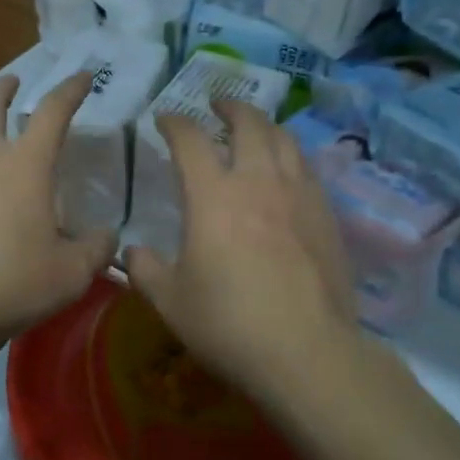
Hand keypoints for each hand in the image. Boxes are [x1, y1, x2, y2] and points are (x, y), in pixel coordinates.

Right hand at [126, 100, 359, 401]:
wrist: (307, 352)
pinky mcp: (327, 215)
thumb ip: (145, 270)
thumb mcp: (171, 302)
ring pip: (285, 139)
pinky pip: (308, 169)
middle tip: (217, 106)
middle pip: (248, 123)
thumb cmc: (229, 325)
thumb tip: (132, 251)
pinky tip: (287, 171)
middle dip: (229, 107)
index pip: (190, 140)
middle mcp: (258, 181)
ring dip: (264, 125)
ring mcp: (299, 195)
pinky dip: (290, 156)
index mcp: (213, 196)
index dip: (174, 123)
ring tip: (254, 129)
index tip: (164, 120)